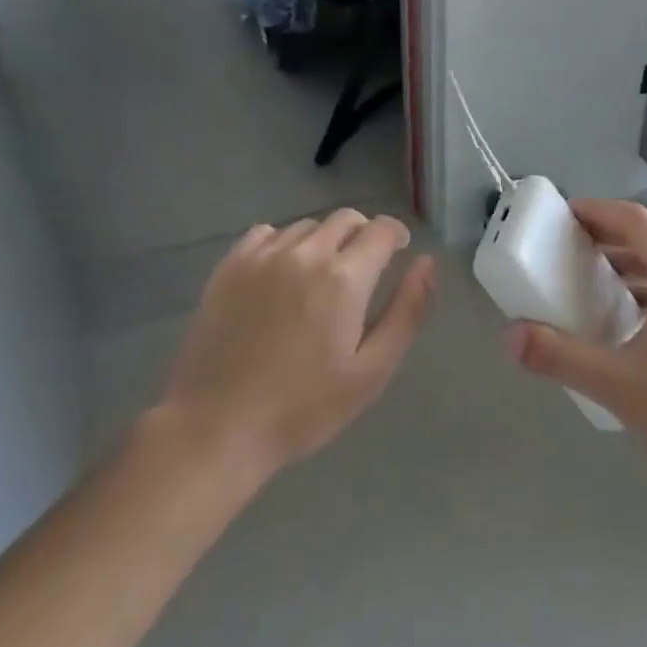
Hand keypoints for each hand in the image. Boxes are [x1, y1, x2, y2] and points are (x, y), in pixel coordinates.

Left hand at [157, 211, 436, 475]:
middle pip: (345, 219)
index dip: (396, 236)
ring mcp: (262, 256)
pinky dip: (284, 243)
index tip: (399, 252)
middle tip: (363, 270)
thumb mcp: (372, 370)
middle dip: (364, 235)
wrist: (218, 427)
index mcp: (344, 278)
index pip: (381, 230)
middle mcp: (305, 253)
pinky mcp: (229, 266)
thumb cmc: (304, 407)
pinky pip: (267, 233)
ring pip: (307, 226)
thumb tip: (428, 262)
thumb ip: (407, 311)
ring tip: (320, 278)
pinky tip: (282, 275)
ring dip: (324, 241)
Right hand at [505, 200, 646, 480]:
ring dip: (628, 267)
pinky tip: (625, 323)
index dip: (598, 211)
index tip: (563, 215)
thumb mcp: (617, 384)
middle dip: (608, 239)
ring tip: (589, 282)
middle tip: (567, 248)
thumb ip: (560, 356)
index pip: (637, 222)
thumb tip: (511, 335)